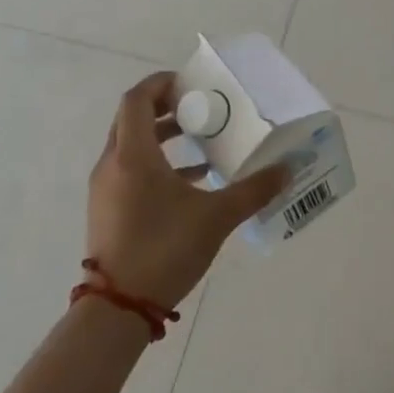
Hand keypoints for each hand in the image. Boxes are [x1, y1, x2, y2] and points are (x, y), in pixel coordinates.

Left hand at [86, 72, 287, 308]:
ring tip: (201, 140)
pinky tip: (193, 180)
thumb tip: (287, 169)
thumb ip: (254, 189)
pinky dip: (158, 163)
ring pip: (131, 146)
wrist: (118, 309)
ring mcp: (106, 189)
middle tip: (201, 108)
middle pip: (133, 119)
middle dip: (166, 108)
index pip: (137, 99)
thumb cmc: (164, 249)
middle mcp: (113, 164)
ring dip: (163, 136)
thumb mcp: (217, 217)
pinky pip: (131, 170)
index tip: (191, 83)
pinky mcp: (108, 210)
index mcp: (133, 155)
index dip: (161, 83)